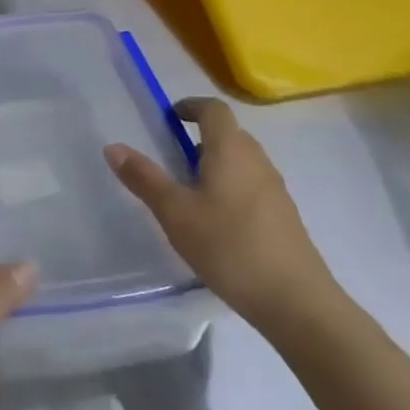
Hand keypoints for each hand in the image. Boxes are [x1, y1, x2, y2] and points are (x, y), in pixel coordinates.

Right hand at [106, 96, 334, 329]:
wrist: (296, 302)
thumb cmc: (229, 246)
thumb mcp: (175, 213)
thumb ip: (144, 178)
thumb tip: (113, 147)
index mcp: (231, 149)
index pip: (213, 109)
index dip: (190, 106)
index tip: (169, 118)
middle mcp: (257, 160)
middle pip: (229, 134)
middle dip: (199, 138)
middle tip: (170, 158)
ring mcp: (275, 190)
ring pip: (242, 162)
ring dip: (215, 164)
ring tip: (189, 192)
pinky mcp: (284, 217)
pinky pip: (252, 186)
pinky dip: (231, 189)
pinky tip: (216, 223)